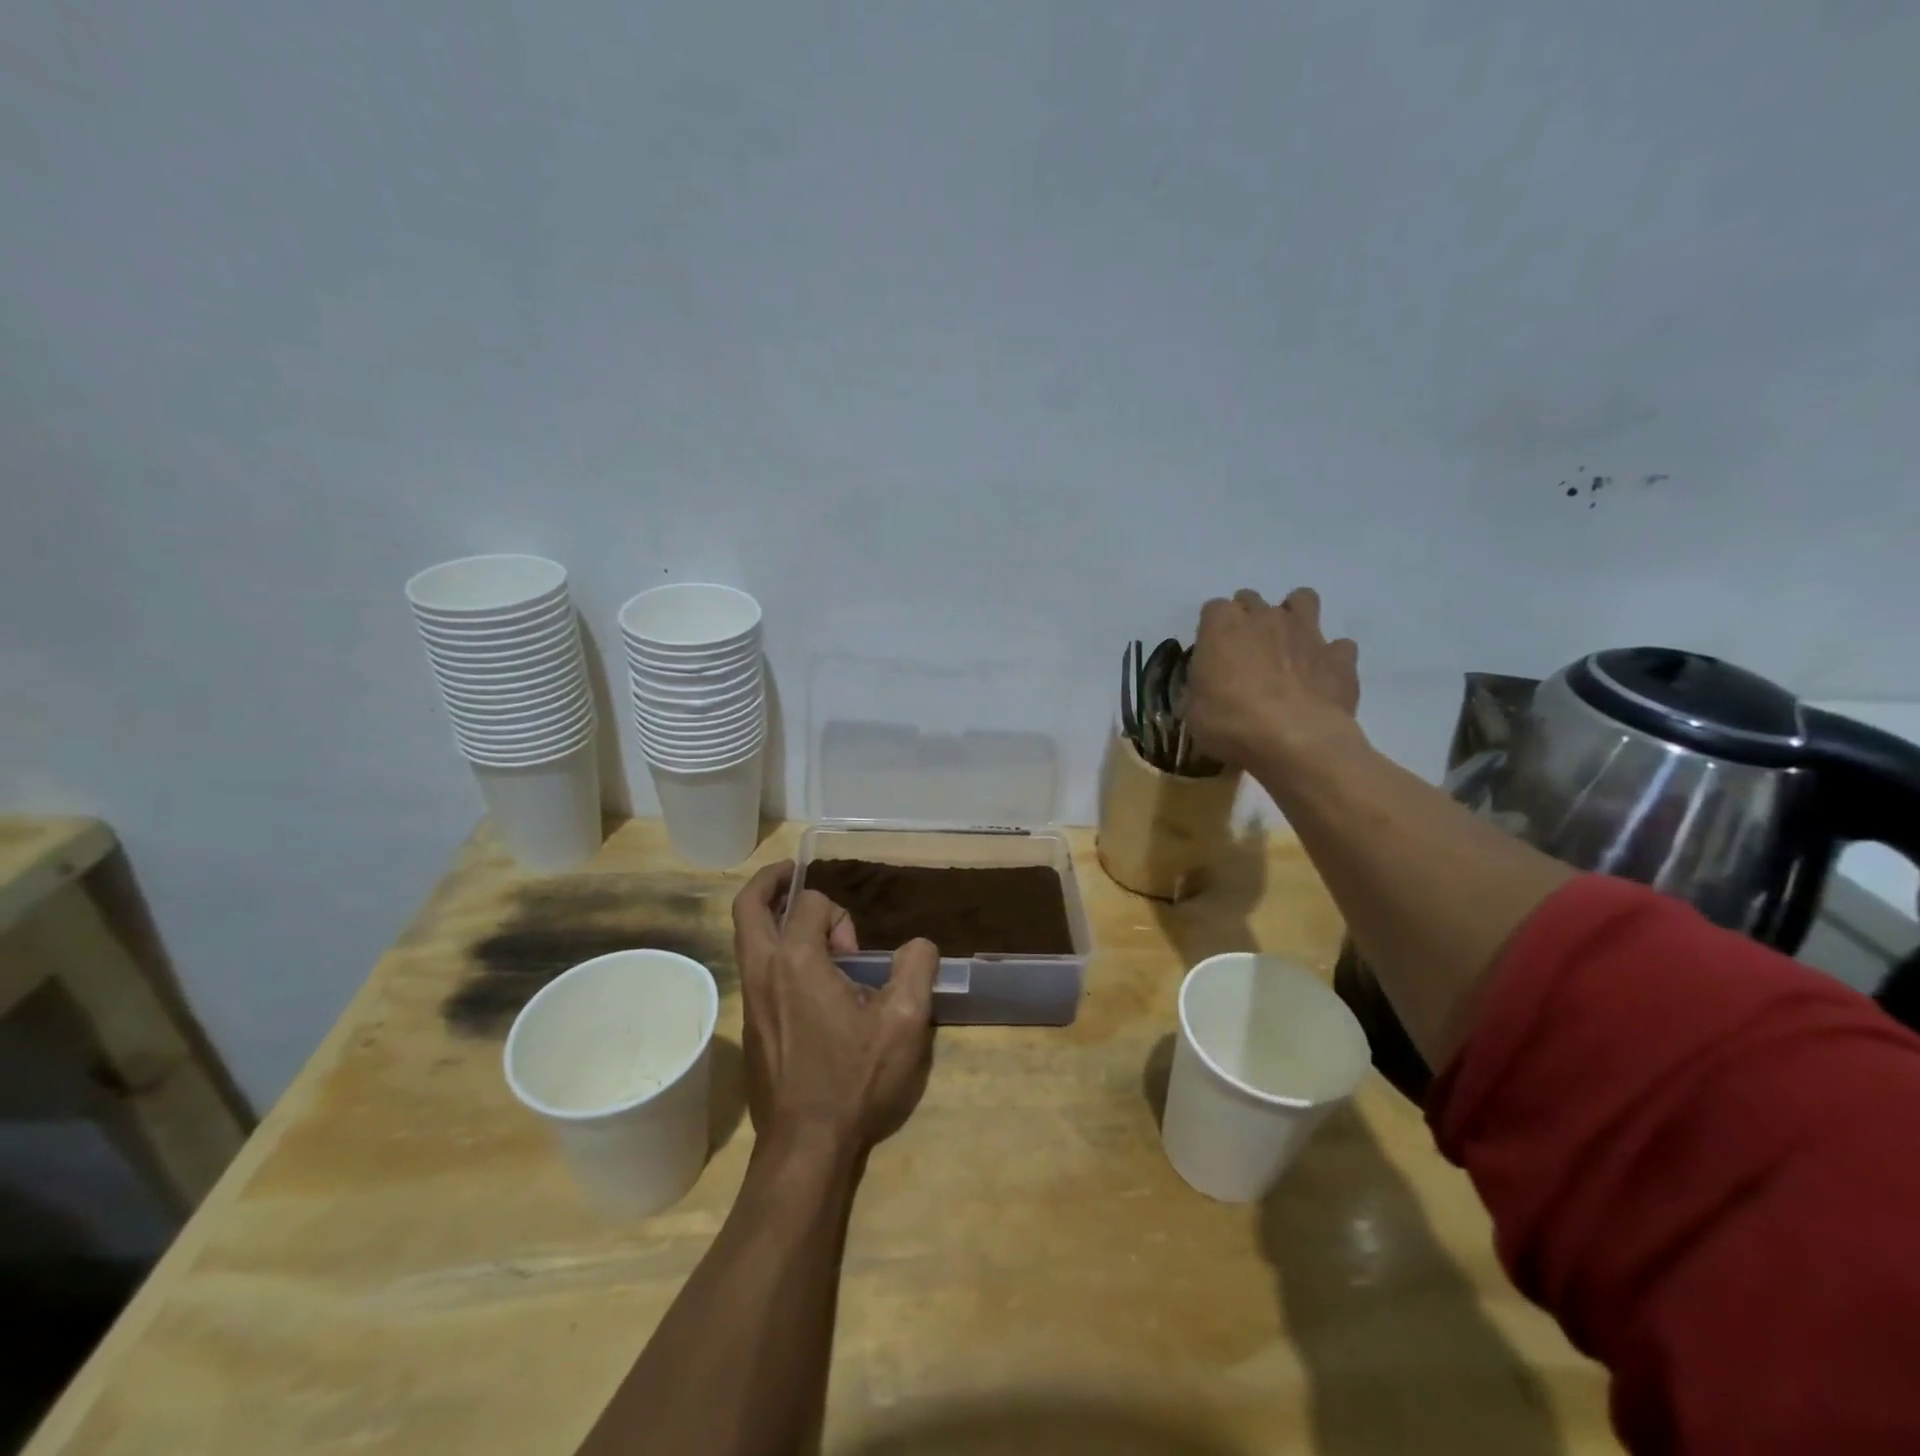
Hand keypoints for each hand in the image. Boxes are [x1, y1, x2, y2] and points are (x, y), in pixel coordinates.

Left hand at [731, 862, 940, 1152]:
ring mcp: (750, 999)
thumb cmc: (855, 1079)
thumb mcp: (905, 1021)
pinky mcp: (750, 1024)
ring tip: (810, 928)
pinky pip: (755, 968)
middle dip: (770, 881)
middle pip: (747, 907)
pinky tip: (811, 978)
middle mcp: (763, 971)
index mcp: (796, 961)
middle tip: (793, 873)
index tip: (858, 954)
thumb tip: (919, 944)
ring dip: (772, 918)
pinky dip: (775, 951)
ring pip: (747, 938)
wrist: (806, 1146)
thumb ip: (917, 968)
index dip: (838, 915)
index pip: (809, 904)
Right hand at [1186, 587, 1362, 770]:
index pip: (1213, 609)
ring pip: (1303, 600)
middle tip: (1245, 653)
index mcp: (1222, 625)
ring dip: (1294, 616)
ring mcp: (1306, 632)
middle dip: (1248, 619)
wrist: (1294, 739)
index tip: (1211, 655)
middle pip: (1253, 600)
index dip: (1212, 631)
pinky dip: (1330, 657)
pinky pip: (1338, 646)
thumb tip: (1207, 690)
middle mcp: (1265, 617)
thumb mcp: (1194, 711)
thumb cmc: (1230, 722)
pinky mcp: (1339, 656)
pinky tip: (1321, 677)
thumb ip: (1200, 689)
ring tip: (1288, 646)